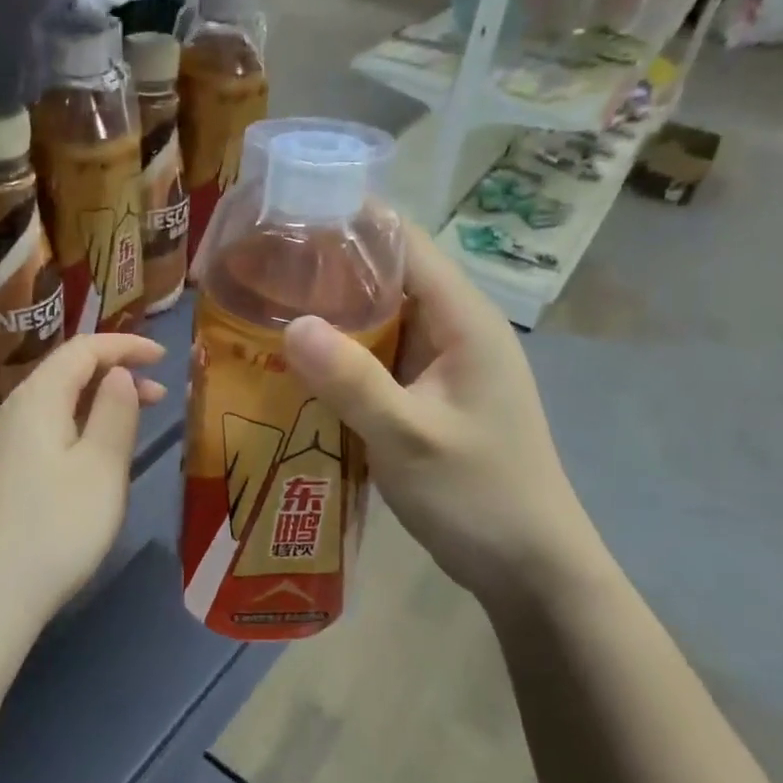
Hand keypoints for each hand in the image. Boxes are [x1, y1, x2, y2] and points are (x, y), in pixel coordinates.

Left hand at [0, 334, 166, 633]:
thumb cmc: (56, 527)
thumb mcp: (101, 467)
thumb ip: (114, 412)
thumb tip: (117, 373)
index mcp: (36, 399)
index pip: (82, 349)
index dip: (124, 345)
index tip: (163, 355)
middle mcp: (12, 411)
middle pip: (65, 373)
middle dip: (114, 373)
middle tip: (159, 396)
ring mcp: (0, 445)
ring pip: (55, 403)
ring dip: (97, 402)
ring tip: (134, 422)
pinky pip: (44, 429)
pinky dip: (77, 426)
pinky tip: (93, 455)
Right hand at [281, 226, 602, 608]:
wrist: (528, 567)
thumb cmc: (479, 496)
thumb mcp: (410, 438)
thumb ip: (353, 381)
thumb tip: (290, 324)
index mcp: (463, 319)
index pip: (404, 243)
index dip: (348, 221)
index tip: (284, 215)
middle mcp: (453, 328)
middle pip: (385, 275)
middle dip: (324, 267)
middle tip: (254, 268)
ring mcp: (439, 363)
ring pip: (376, 318)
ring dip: (327, 313)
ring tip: (260, 307)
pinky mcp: (425, 394)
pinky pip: (375, 357)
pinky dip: (337, 354)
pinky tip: (292, 362)